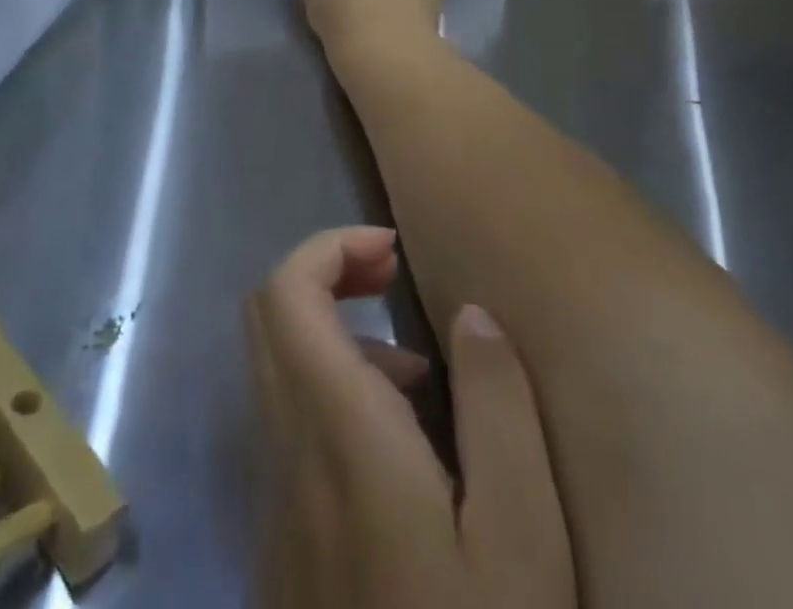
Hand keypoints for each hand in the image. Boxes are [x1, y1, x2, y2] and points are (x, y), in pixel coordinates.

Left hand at [245, 227, 575, 608]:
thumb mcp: (522, 539)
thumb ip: (497, 407)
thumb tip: (467, 313)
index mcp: (339, 436)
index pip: (285, 295)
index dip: (329, 247)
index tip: (392, 251)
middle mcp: (288, 455)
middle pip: (269, 318)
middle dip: (328, 275)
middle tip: (395, 283)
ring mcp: (276, 503)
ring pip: (279, 370)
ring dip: (337, 338)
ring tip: (421, 375)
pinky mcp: (283, 545)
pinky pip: (291, 429)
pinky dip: (334, 395)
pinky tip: (404, 449)